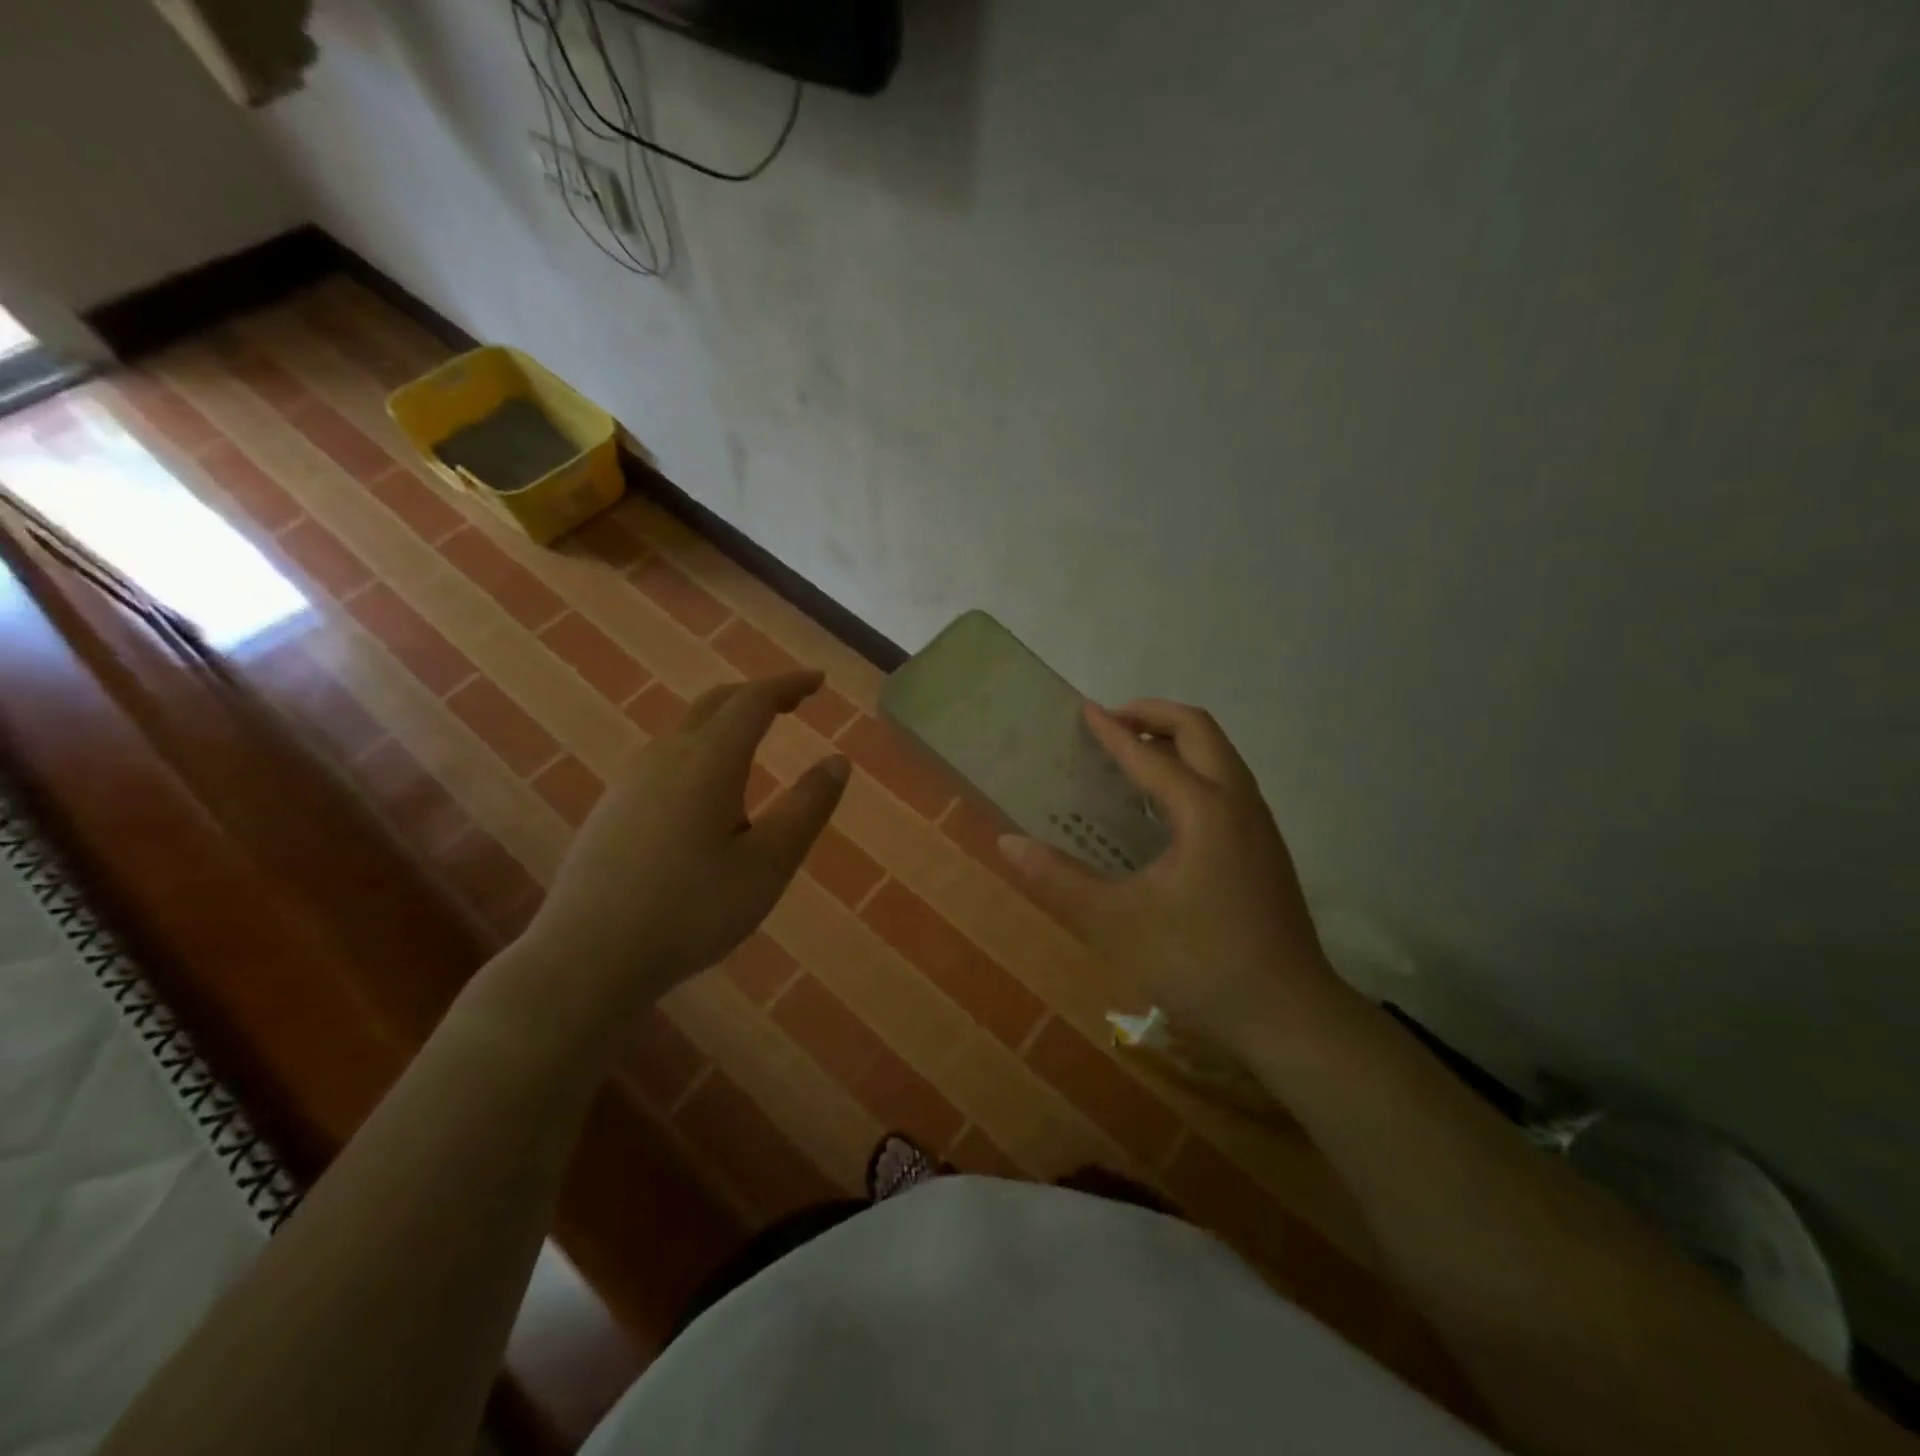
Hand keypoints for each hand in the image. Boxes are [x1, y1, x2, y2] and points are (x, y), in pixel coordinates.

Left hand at [521, 671, 848, 1006]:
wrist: (587, 957)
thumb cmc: (691, 910)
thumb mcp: (768, 864)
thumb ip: (807, 808)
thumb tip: (837, 761)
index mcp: (709, 761)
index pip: (754, 701)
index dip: (789, 685)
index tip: (818, 681)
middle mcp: (666, 756)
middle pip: (716, 705)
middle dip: (758, 696)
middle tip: (793, 704)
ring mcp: (631, 781)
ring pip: (686, 732)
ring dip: (727, 726)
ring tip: (756, 751)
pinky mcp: (612, 809)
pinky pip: (666, 761)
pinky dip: (701, 754)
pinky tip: (707, 799)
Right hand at [999, 700, 1342, 1043]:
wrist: (1289, 1016)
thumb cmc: (1199, 963)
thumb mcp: (1115, 923)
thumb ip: (1059, 879)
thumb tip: (1007, 843)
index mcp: (1204, 810)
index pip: (1150, 754)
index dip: (1111, 731)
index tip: (1083, 710)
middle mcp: (1238, 803)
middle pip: (1200, 731)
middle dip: (1153, 715)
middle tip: (1110, 723)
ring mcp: (1259, 825)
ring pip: (1220, 755)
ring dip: (1177, 740)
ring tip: (1133, 755)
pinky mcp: (1265, 849)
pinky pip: (1227, 782)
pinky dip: (1193, 769)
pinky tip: (1165, 807)